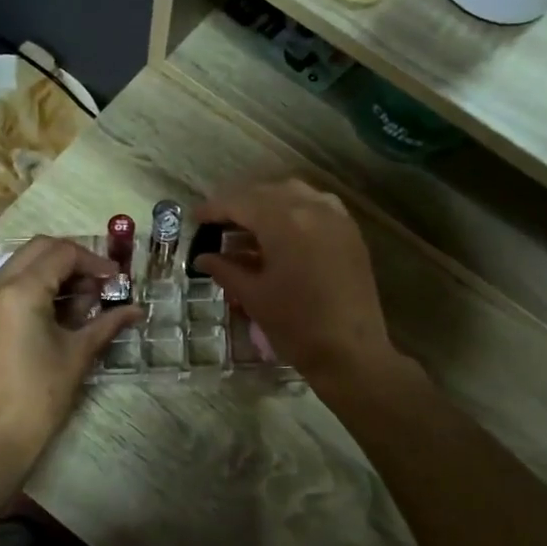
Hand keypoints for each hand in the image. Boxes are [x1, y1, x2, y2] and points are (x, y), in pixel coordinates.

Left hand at [0, 236, 143, 461]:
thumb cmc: (41, 395)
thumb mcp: (79, 354)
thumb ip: (107, 323)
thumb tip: (137, 309)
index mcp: (19, 291)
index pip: (62, 253)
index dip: (94, 261)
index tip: (117, 279)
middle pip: (40, 249)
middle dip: (74, 260)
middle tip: (101, 284)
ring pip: (23, 264)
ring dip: (55, 272)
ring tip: (84, 301)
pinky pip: (10, 285)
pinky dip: (36, 286)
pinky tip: (59, 312)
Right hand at [191, 179, 396, 391]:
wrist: (351, 352)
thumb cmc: (296, 326)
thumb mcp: (254, 297)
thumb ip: (226, 270)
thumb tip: (203, 258)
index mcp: (284, 222)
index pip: (240, 202)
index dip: (214, 208)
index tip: (195, 218)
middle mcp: (312, 208)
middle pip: (266, 193)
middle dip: (240, 203)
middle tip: (218, 222)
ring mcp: (336, 218)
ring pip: (294, 194)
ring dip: (267, 203)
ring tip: (248, 224)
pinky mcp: (350, 233)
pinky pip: (317, 206)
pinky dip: (294, 210)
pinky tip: (282, 231)